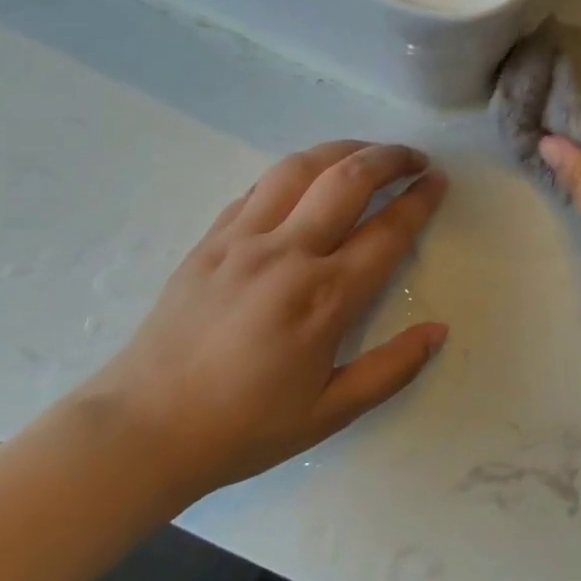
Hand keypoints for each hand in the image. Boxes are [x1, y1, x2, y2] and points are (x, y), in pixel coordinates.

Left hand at [83, 141, 448, 503]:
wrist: (141, 430)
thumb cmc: (244, 427)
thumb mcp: (330, 412)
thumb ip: (392, 369)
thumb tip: (439, 331)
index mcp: (325, 298)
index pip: (388, 230)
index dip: (420, 199)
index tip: (439, 181)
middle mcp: (288, 254)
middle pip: (348, 180)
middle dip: (390, 158)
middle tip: (414, 158)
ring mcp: (242, 241)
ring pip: (300, 168)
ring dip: (343, 149)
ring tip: (367, 152)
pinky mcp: (210, 240)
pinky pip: (259, 187)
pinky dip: (295, 172)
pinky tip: (307, 179)